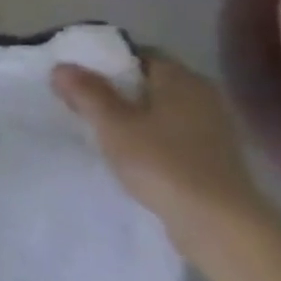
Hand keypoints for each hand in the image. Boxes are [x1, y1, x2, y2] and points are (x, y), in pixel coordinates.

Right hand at [51, 51, 272, 252]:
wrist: (219, 225)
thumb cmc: (162, 162)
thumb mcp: (112, 123)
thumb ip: (86, 91)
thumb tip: (62, 66)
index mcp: (181, 79)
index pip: (138, 55)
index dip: (106, 62)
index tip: (77, 77)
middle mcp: (203, 96)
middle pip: (149, 82)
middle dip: (116, 90)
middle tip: (81, 102)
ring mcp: (212, 129)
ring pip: (160, 110)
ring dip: (132, 116)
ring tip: (99, 129)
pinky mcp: (213, 158)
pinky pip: (172, 134)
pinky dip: (149, 138)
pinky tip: (128, 153)